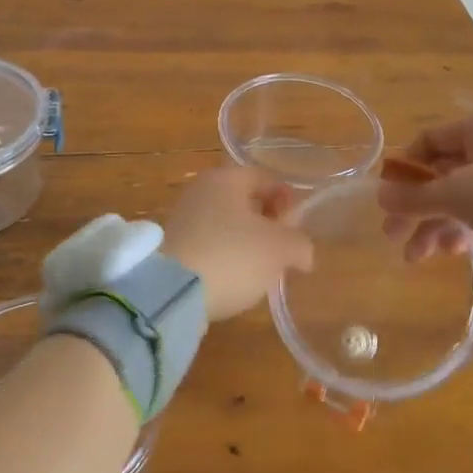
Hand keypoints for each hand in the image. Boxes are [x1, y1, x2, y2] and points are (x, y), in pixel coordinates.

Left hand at [161, 168, 315, 321]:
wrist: (170, 293)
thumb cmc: (232, 256)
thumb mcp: (279, 249)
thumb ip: (299, 244)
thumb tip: (302, 253)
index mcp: (226, 179)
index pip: (266, 179)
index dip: (287, 201)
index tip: (296, 229)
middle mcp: (200, 191)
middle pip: (244, 202)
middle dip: (267, 224)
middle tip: (281, 251)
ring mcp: (181, 219)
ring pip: (225, 225)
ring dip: (245, 243)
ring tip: (259, 271)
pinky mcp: (170, 248)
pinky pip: (208, 246)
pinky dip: (223, 258)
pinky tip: (232, 280)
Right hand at [378, 108, 472, 266]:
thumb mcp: (460, 196)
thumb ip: (416, 197)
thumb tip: (378, 195)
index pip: (428, 141)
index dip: (403, 171)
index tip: (385, 202)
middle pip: (443, 172)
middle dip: (417, 207)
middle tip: (393, 238)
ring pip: (464, 194)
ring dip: (438, 224)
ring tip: (418, 258)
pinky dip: (466, 227)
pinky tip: (451, 252)